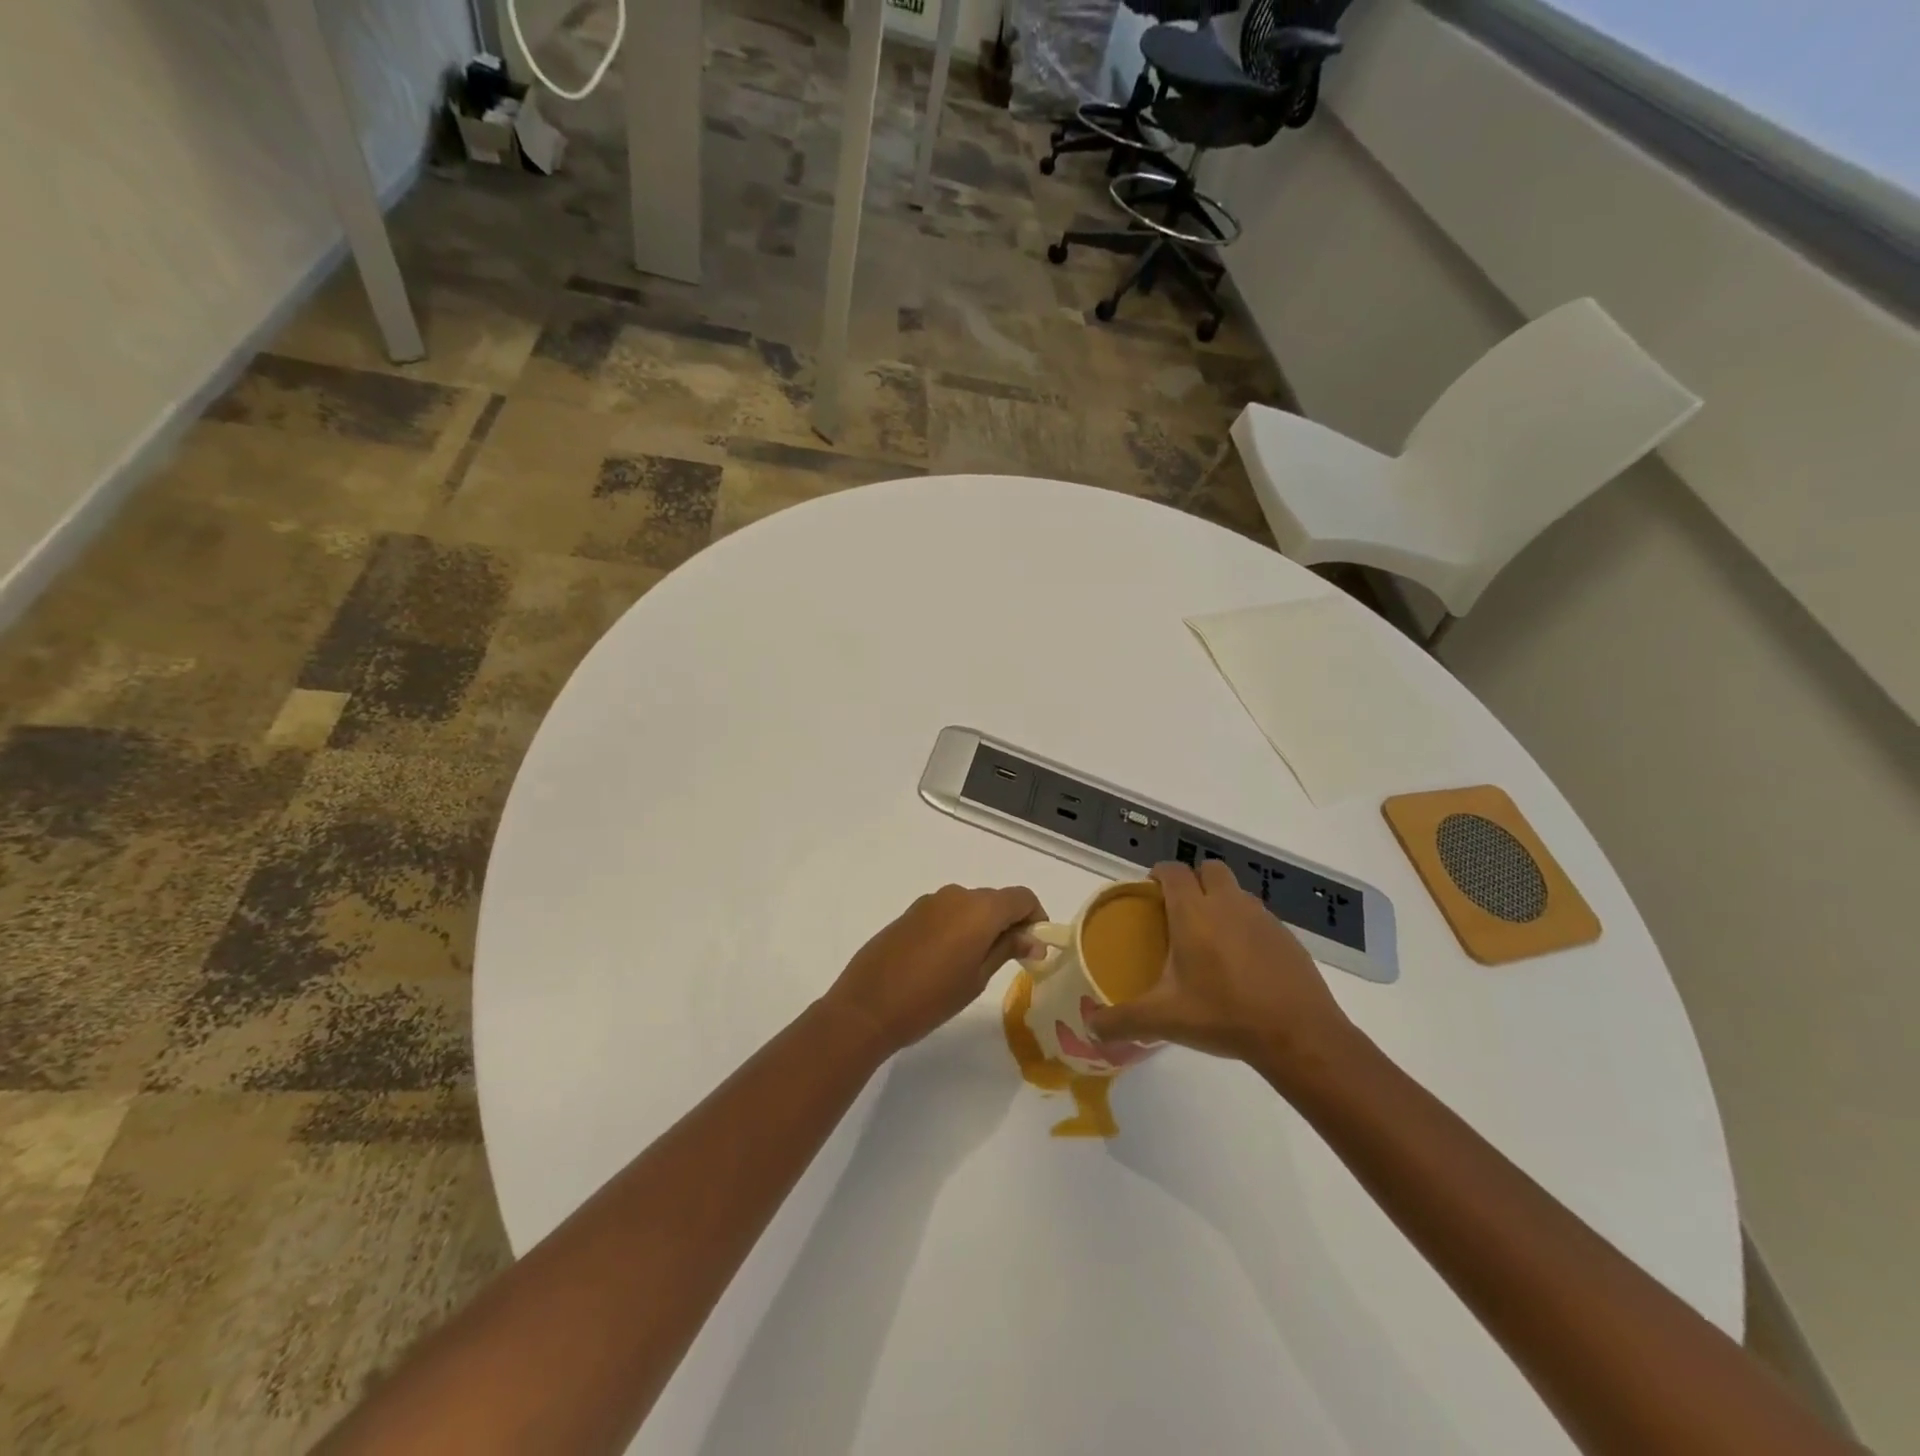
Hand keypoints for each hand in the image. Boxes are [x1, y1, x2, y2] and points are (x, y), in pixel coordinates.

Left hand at [824, 884, 1043, 1055]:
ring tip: (978, 963)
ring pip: (970, 905)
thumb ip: (1007, 949)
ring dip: (982, 925)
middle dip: (1010, 923)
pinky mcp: (910, 913)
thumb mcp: (977, 978)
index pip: (1022, 898)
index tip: (1035, 948)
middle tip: (1012, 960)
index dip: (1035, 918)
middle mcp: (956, 895)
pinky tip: (948, 960)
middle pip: (996, 900)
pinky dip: (958, 927)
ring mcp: (930, 901)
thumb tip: (1034, 938)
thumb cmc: (931, 998)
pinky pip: (946, 912)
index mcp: (979, 908)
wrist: (867, 1006)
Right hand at [1085, 861, 1356, 1083]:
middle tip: (1179, 913)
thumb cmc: (1223, 1016)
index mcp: (1193, 913)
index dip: (1158, 875)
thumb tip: (1089, 1028)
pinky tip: (1242, 963)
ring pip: (1235, 891)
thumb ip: (1122, 1020)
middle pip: (1208, 869)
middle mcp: (1227, 904)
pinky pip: (1258, 916)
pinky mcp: (1286, 936)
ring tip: (1209, 939)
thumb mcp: (1164, 1020)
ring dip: (1220, 901)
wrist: (1298, 1035)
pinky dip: (1245, 926)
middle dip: (1193, 881)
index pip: (1172, 871)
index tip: (1149, 893)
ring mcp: (1262, 917)